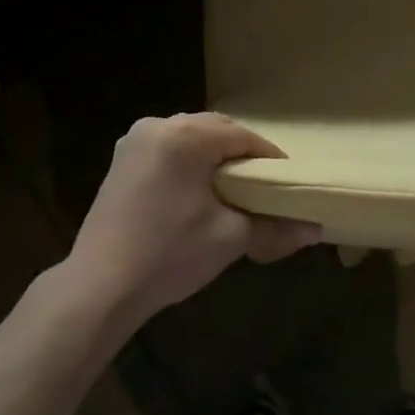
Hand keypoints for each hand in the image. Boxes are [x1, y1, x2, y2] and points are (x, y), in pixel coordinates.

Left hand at [65, 113, 319, 327]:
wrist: (99, 288)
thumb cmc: (169, 255)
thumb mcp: (229, 238)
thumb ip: (274, 228)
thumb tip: (315, 230)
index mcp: (186, 136)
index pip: (241, 136)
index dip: (268, 157)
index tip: (287, 180)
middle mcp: (158, 126)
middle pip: (214, 129)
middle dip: (241, 152)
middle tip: (262, 183)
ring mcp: (134, 141)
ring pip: (189, 137)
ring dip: (213, 154)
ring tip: (232, 186)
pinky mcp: (121, 160)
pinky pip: (167, 148)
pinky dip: (187, 161)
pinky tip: (196, 190)